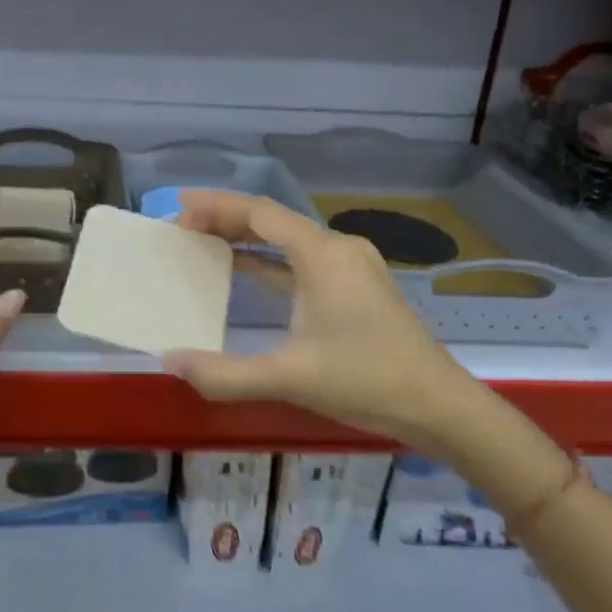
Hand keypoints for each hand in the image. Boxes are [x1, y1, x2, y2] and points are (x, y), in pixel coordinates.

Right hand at [162, 190, 484, 452]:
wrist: (439, 406)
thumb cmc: (367, 381)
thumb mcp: (290, 378)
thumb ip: (226, 373)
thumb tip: (171, 362)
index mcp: (322, 254)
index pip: (259, 213)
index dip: (216, 205)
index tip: (179, 208)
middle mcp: (337, 249)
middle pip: (272, 220)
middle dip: (226, 218)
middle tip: (183, 226)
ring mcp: (350, 266)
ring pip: (288, 239)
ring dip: (247, 238)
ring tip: (204, 242)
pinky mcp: (356, 287)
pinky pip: (302, 261)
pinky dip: (269, 260)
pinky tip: (245, 271)